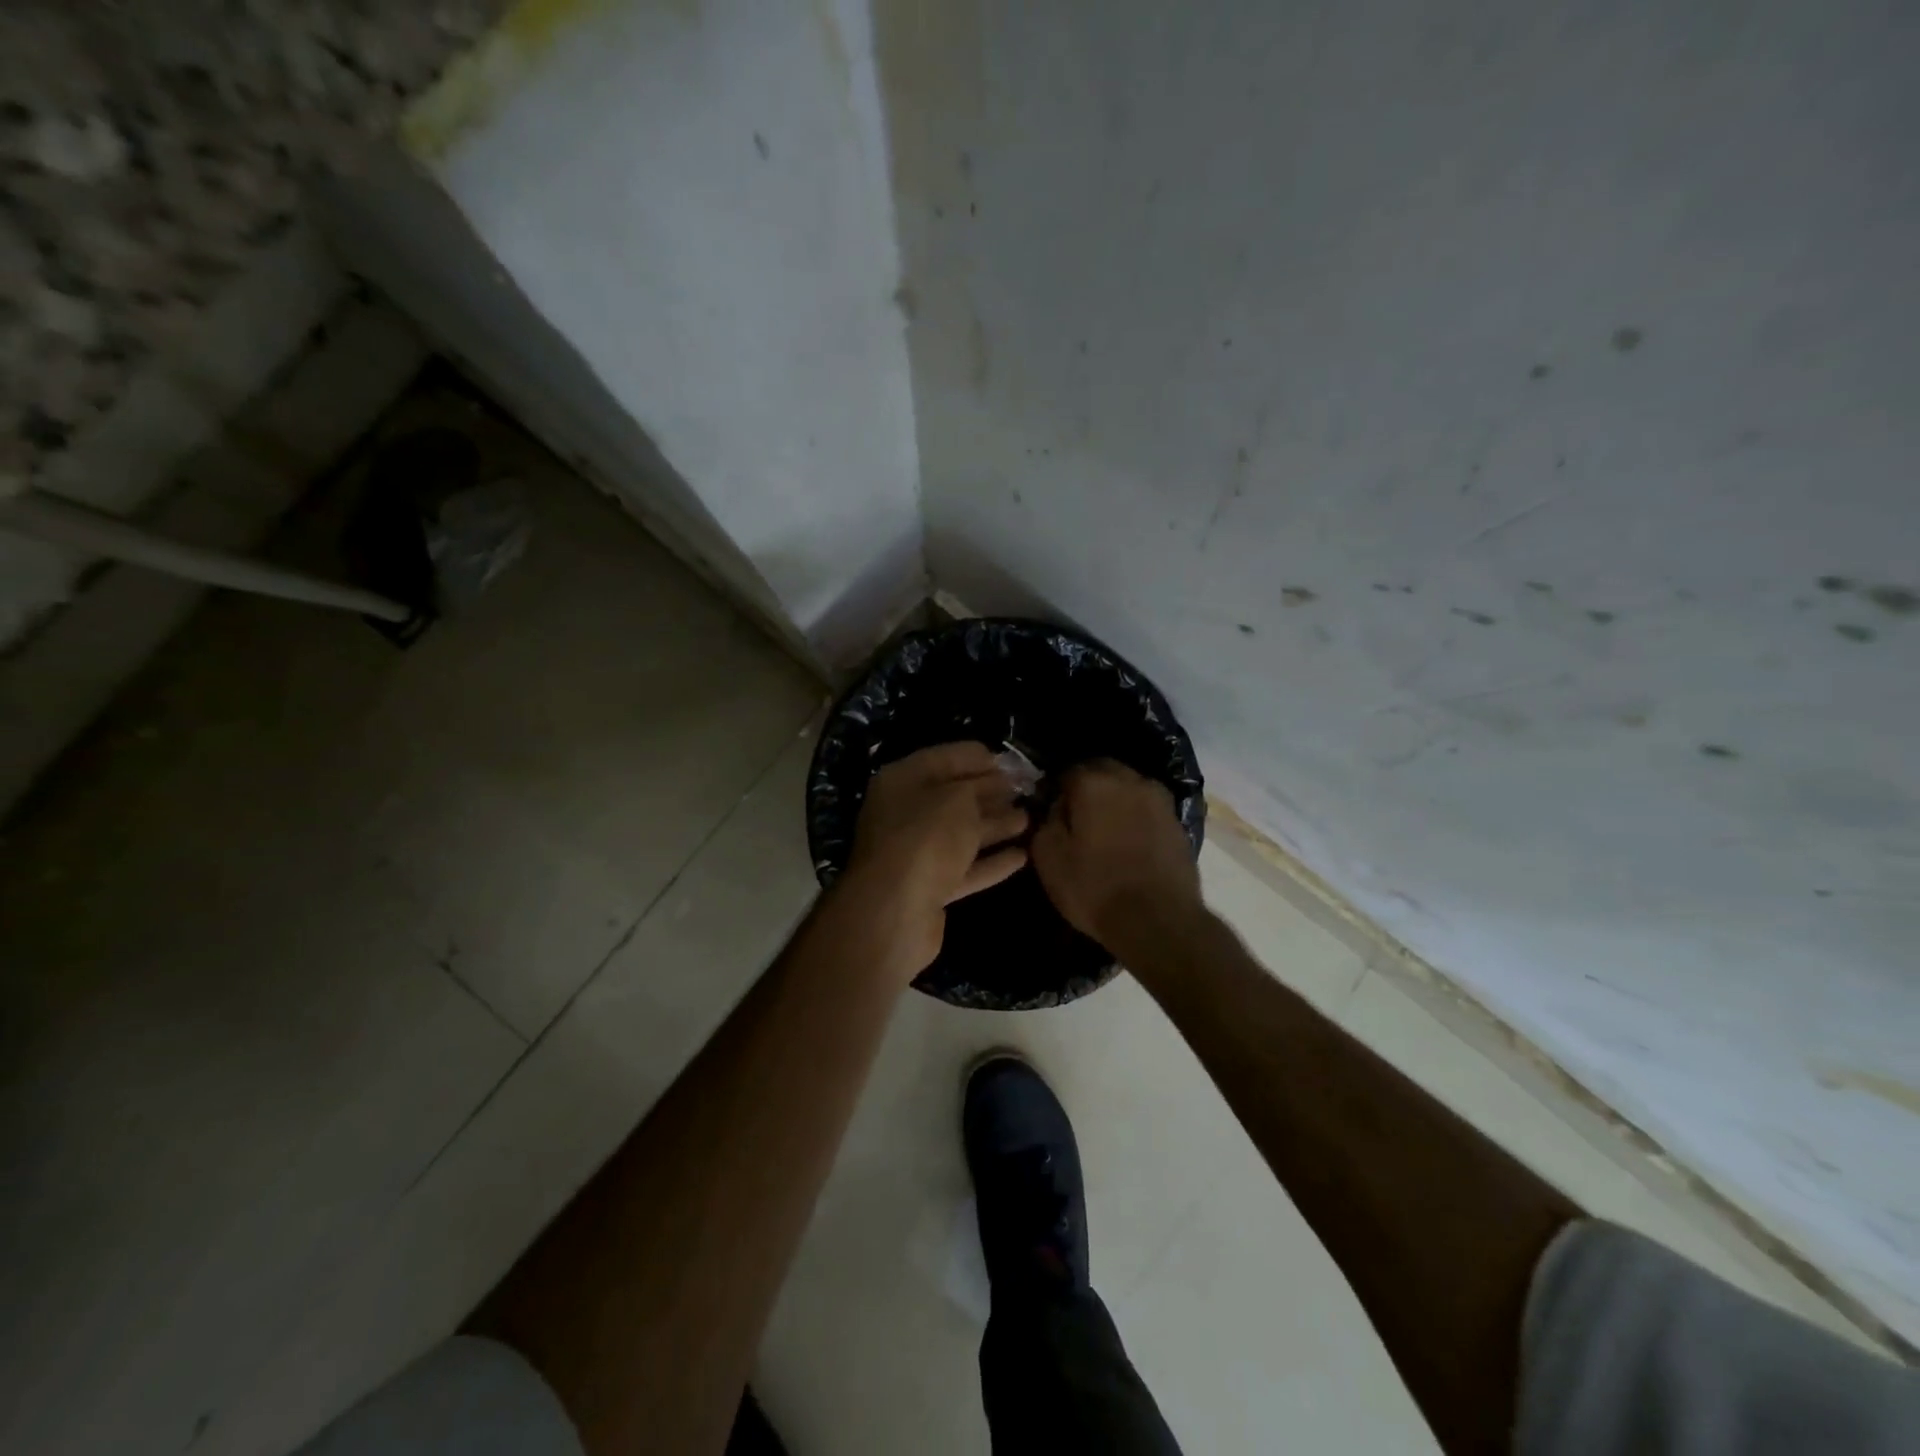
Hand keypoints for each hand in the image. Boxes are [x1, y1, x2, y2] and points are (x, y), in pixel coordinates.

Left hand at [838, 742, 1030, 974]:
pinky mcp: (928, 889)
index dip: (976, 758)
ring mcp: (915, 854)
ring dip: (994, 826)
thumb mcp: (958, 799)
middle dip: (988, 793)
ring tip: (1029, 819)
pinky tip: (1022, 856)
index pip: (943, 759)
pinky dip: (991, 862)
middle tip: (1024, 790)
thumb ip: (979, 788)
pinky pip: (964, 869)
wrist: (895, 910)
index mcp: (902, 781)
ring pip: (961, 834)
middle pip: (952, 798)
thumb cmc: (926, 838)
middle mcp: (904, 814)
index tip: (1008, 762)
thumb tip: (996, 786)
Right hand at [1031, 760, 1202, 957]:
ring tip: (1104, 831)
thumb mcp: (1048, 857)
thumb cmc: (1095, 887)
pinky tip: (1129, 843)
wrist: (1159, 921)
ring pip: (1128, 787)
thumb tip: (1055, 807)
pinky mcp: (1178, 822)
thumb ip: (1046, 820)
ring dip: (1114, 800)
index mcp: (1094, 782)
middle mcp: (1130, 780)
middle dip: (1087, 788)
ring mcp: (1159, 799)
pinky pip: (1147, 809)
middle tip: (1077, 819)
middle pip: (1101, 772)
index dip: (1056, 791)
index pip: (1066, 771)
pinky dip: (1135, 818)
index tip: (1051, 813)